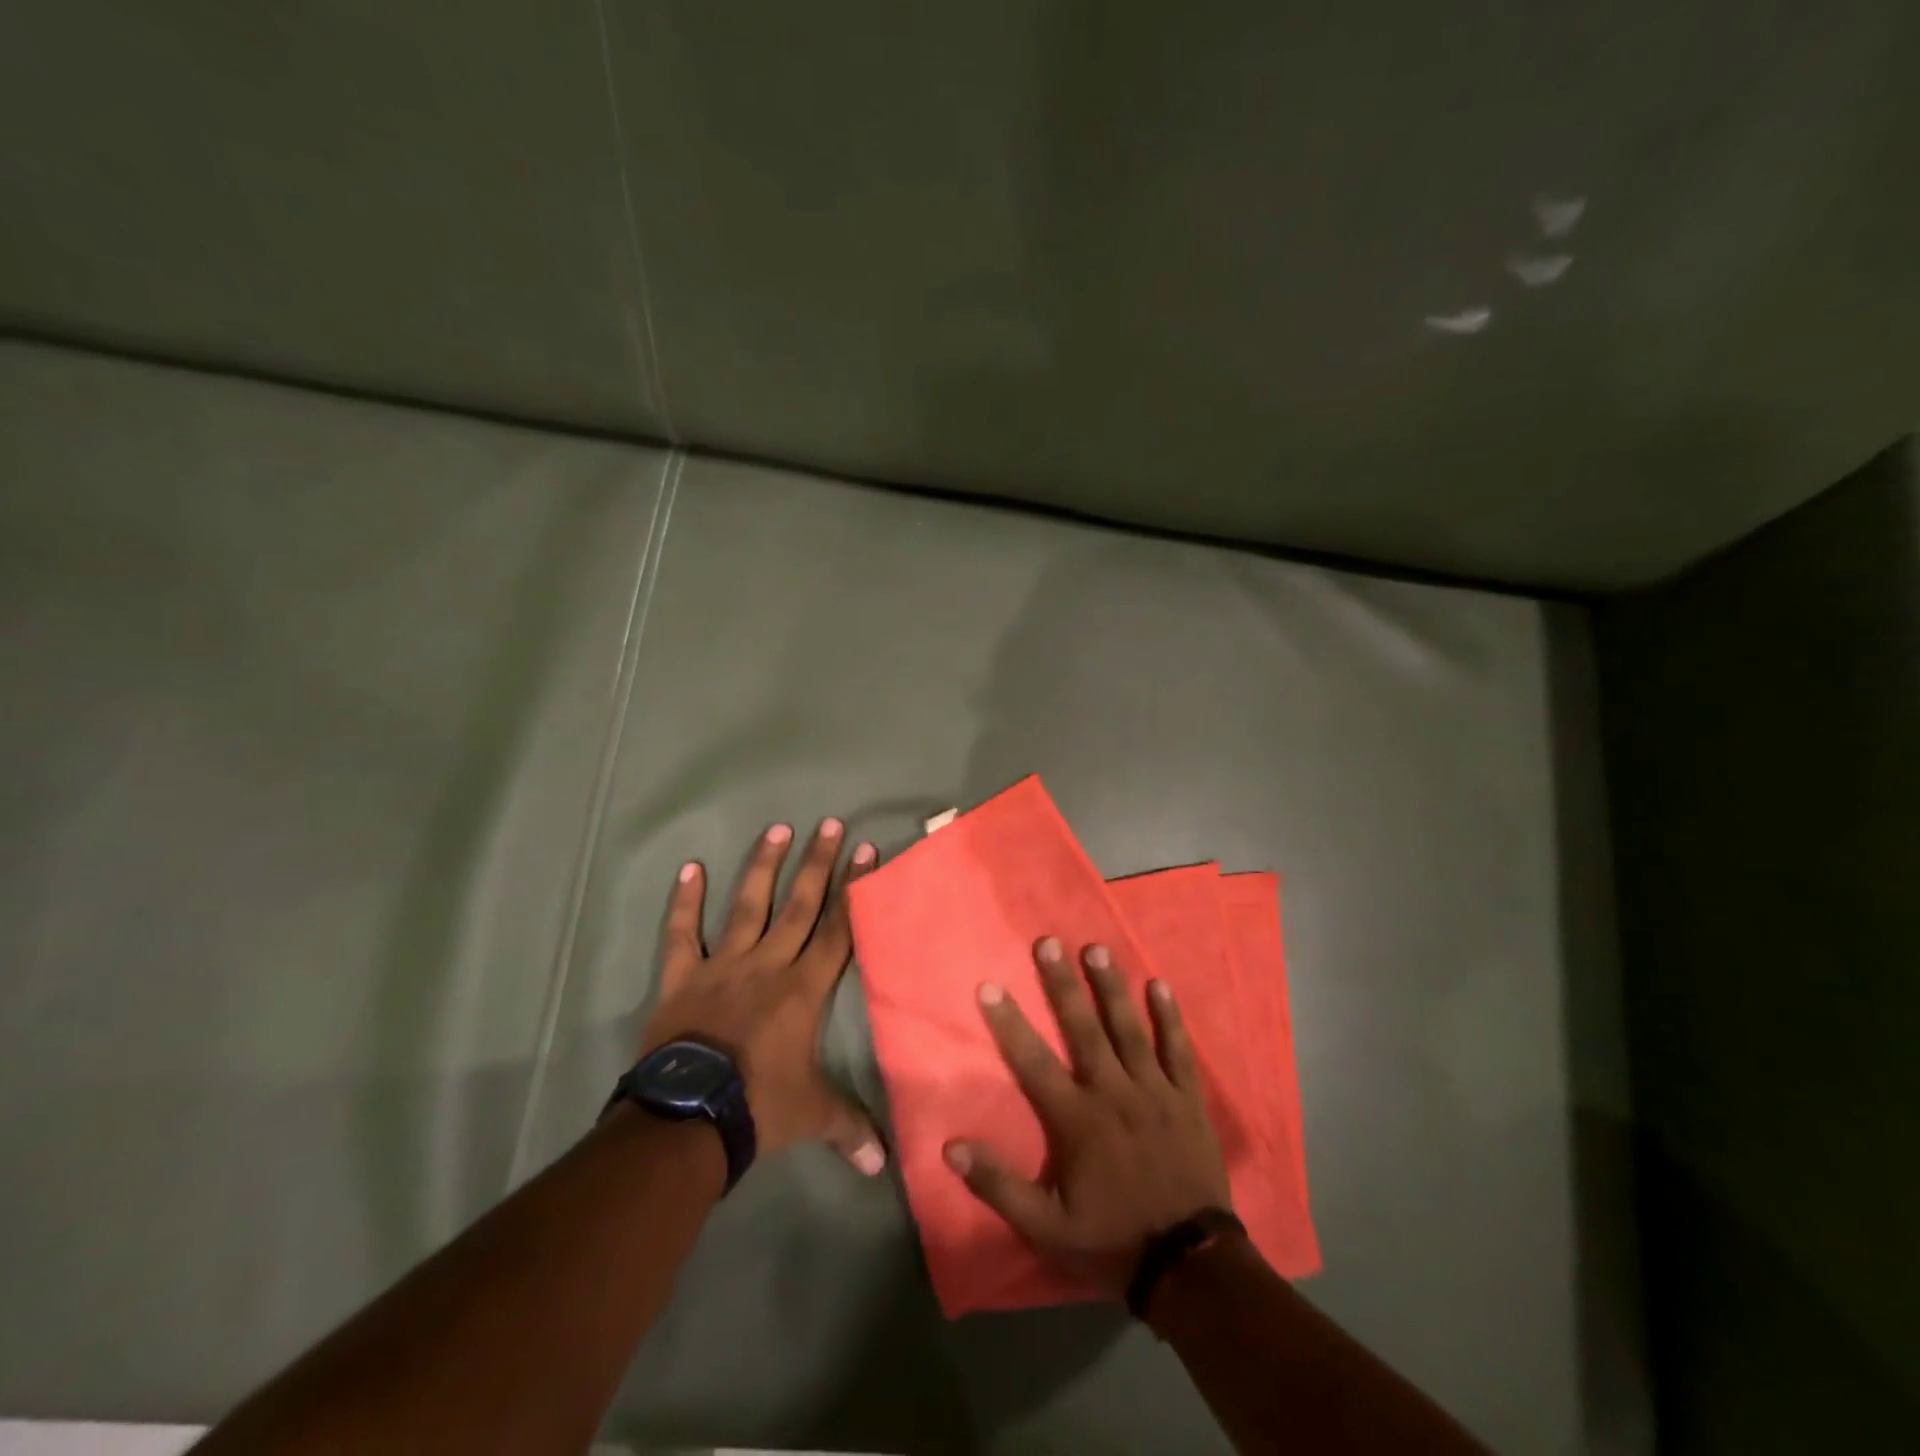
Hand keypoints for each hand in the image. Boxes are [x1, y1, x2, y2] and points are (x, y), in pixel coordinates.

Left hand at [640, 818, 885, 1174]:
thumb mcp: (812, 1116)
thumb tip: (882, 1165)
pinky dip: (684, 902)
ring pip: (748, 906)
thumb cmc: (759, 1107)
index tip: (866, 852)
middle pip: (800, 905)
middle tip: (829, 824)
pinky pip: (682, 934)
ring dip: (763, 867)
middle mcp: (769, 965)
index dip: (854, 890)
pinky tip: (689, 868)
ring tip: (777, 829)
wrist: (690, 1118)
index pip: (838, 930)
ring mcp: (724, 966)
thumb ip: (849, 1128)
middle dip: (818, 864)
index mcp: (804, 990)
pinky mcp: (682, 977)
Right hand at [945, 937, 1232, 1295]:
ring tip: (1096, 949)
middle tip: (1048, 941)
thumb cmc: (1111, 1241)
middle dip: (1062, 984)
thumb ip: (998, 1186)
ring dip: (1111, 987)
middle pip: (1084, 1029)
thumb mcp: (1046, 1228)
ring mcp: (1154, 1091)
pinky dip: (1170, 1018)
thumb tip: (951, 1147)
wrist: (1190, 1267)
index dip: (1009, 1023)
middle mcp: (1113, 1093)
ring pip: (1130, 1029)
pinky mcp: (1187, 1099)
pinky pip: (1178, 1051)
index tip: (989, 985)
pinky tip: (1159, 985)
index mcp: (1077, 1120)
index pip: (1033, 1062)